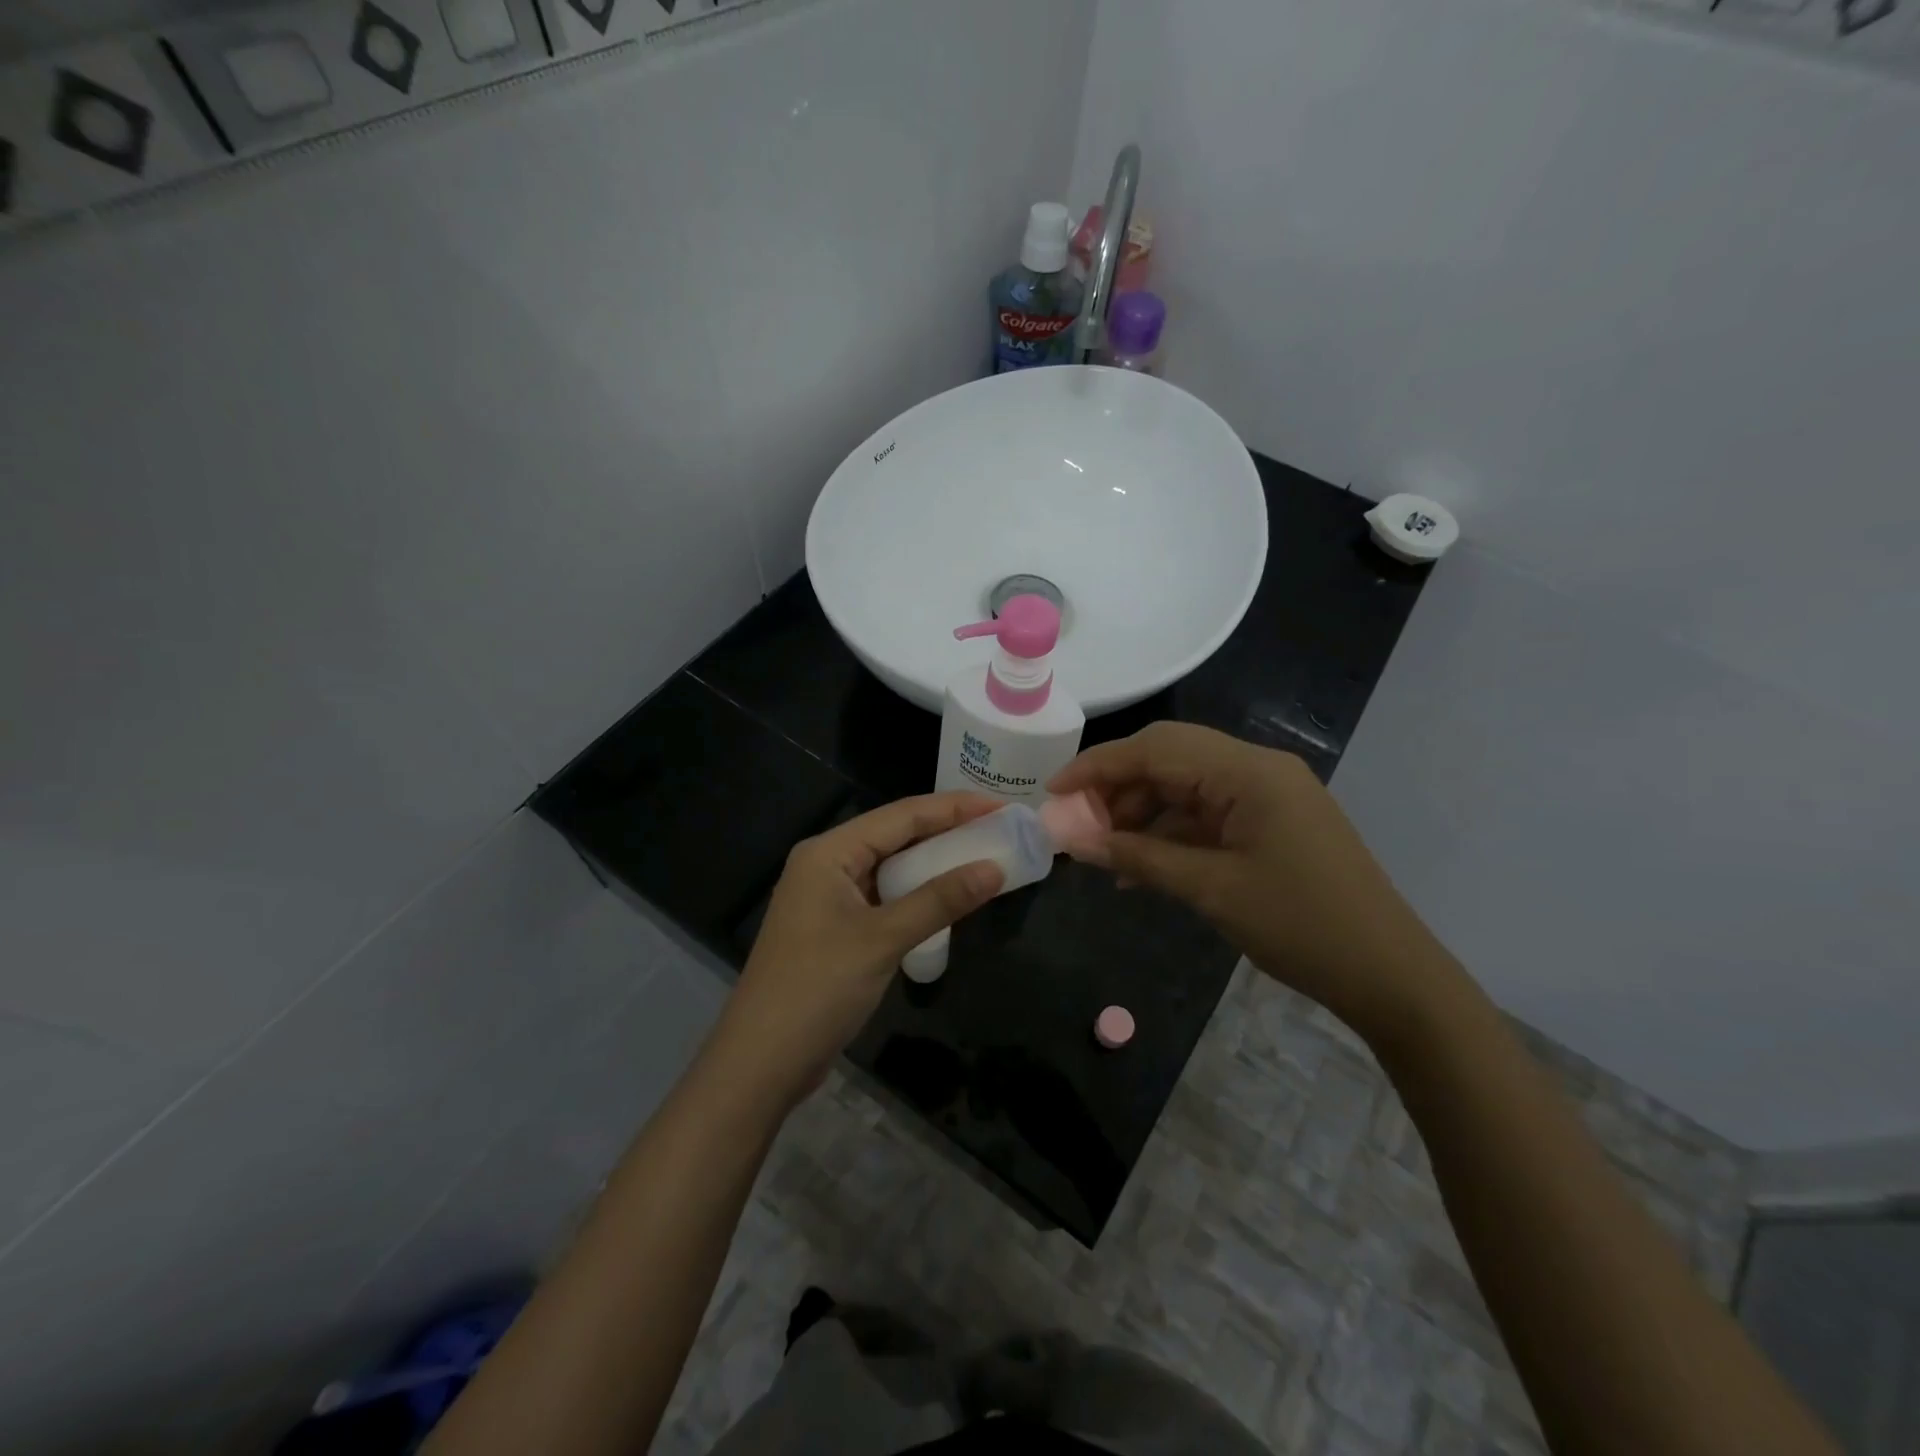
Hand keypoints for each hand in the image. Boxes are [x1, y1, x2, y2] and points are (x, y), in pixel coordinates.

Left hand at [710, 793, 1005, 1109]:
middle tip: (999, 830)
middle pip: (896, 836)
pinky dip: (917, 894)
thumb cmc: (817, 990)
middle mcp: (827, 864)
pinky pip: (885, 897)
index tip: (1001, 807)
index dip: (955, 808)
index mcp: (829, 852)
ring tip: (983, 858)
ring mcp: (829, 898)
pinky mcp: (835, 928)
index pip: (902, 815)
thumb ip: (939, 900)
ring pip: (891, 867)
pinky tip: (947, 898)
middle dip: (947, 831)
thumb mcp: (883, 940)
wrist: (760, 1063)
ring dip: (934, 864)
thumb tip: (994, 869)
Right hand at [1051, 722, 1464, 1046]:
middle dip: (1116, 787)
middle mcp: (1257, 768)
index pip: (1156, 749)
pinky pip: (1206, 813)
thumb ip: (1140, 858)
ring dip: (1141, 812)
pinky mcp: (1270, 821)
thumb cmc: (1301, 926)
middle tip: (1076, 823)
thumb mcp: (1211, 890)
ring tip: (1103, 851)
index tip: (1053, 792)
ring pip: (1184, 785)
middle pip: (1168, 758)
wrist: (1390, 975)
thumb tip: (1076, 842)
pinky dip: (1169, 833)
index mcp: (1249, 771)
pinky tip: (1140, 867)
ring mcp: (1267, 794)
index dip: (1098, 767)